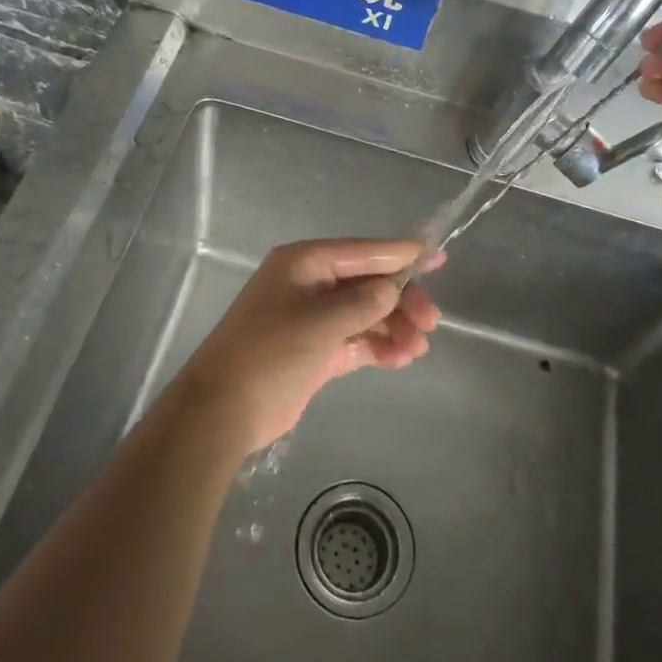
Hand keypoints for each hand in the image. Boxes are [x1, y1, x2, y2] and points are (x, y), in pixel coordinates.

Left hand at [173, 238, 441, 454]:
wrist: (223, 410)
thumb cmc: (270, 354)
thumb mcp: (320, 322)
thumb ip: (364, 302)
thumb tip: (394, 288)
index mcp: (304, 263)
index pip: (363, 251)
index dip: (401, 254)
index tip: (438, 256)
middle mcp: (311, 284)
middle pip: (368, 283)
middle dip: (401, 300)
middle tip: (429, 323)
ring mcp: (314, 318)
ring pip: (366, 313)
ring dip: (393, 327)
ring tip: (416, 349)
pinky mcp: (317, 350)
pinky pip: (357, 340)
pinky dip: (379, 346)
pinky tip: (400, 359)